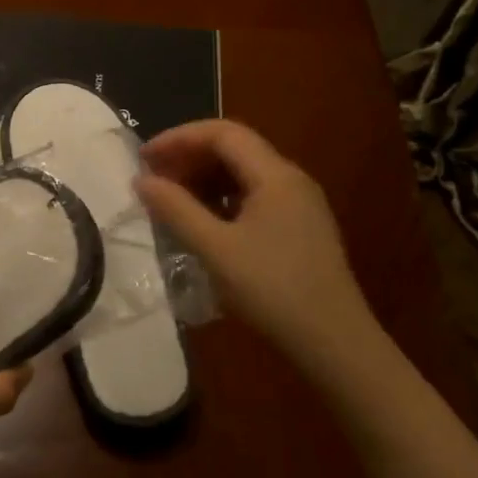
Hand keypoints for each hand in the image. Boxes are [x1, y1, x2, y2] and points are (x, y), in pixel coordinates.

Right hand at [135, 120, 385, 372]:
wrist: (336, 344)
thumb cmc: (273, 291)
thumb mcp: (216, 250)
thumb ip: (176, 209)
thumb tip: (141, 180)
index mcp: (275, 174)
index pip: (221, 133)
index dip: (179, 138)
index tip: (145, 158)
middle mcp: (291, 179)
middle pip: (234, 148)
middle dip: (190, 157)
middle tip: (155, 179)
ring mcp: (300, 204)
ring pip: (244, 173)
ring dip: (205, 178)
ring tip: (173, 200)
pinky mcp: (301, 227)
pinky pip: (255, 196)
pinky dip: (223, 198)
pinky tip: (205, 223)